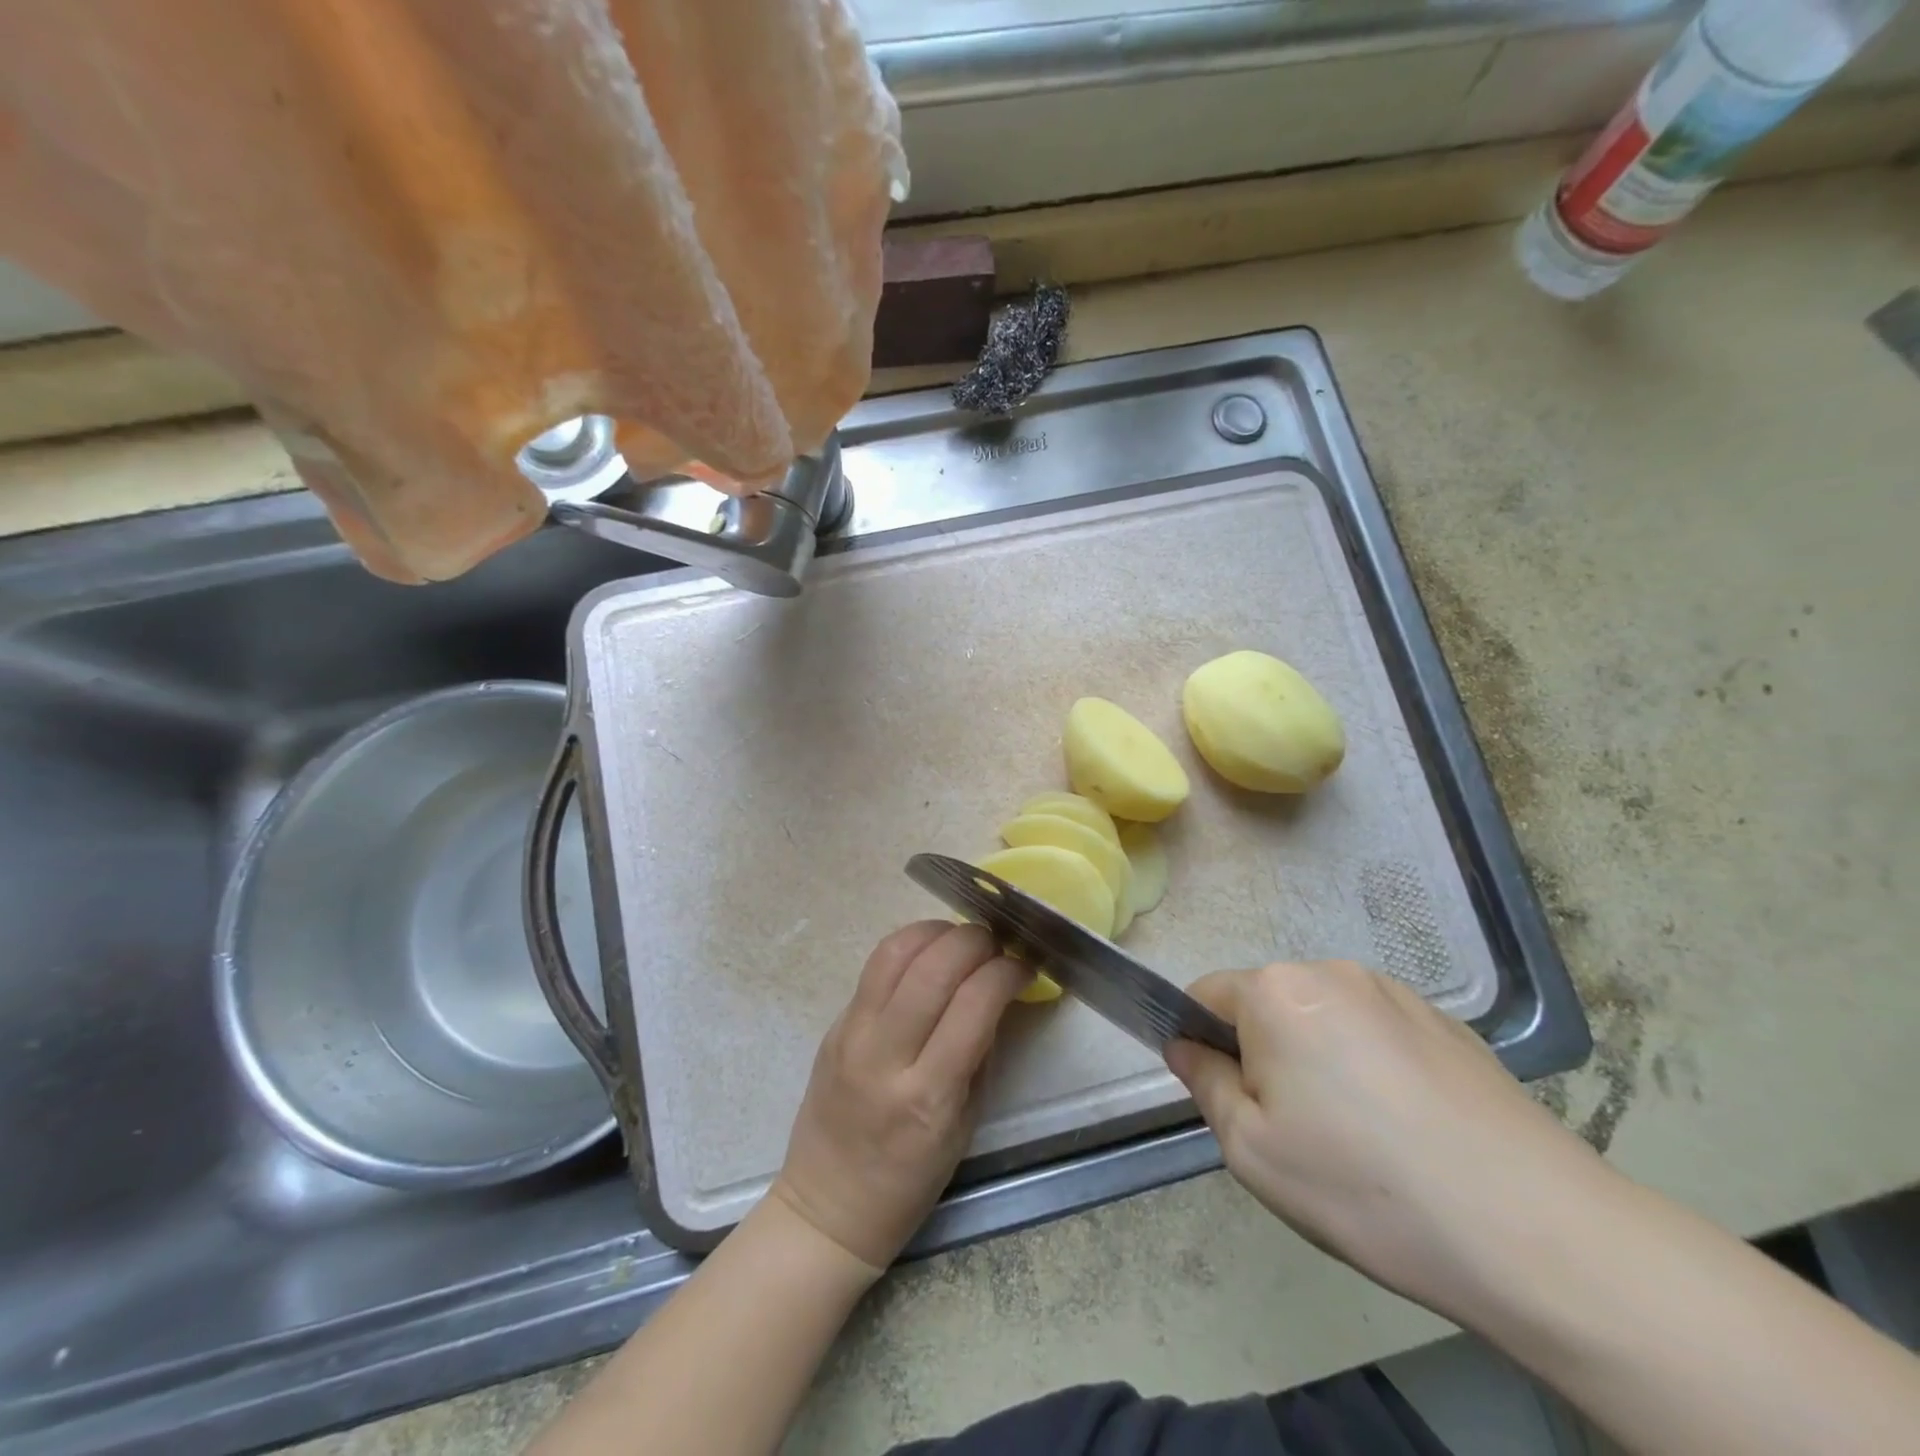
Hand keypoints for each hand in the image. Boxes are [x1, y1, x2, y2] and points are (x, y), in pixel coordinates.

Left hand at [772, 922, 1027, 1272]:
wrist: (828, 1204)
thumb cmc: (909, 1180)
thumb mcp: (965, 1123)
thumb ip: (981, 1051)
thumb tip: (998, 990)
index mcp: (928, 1095)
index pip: (975, 1005)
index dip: (1007, 972)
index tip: (1025, 966)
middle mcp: (885, 1055)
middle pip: (933, 967)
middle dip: (975, 941)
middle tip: (997, 945)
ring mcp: (852, 1034)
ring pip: (895, 952)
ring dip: (937, 931)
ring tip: (962, 939)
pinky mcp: (833, 1022)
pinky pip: (874, 966)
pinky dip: (909, 946)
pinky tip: (929, 953)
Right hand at [1165, 960, 1612, 1313]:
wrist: (1536, 1231)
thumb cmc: (1364, 1186)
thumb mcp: (1252, 1149)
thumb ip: (1203, 1083)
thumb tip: (1183, 1046)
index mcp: (1276, 991)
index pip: (1205, 996)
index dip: (1201, 1045)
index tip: (1229, 1101)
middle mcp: (1331, 972)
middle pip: (1267, 1006)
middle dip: (1263, 1055)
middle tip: (1293, 1132)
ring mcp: (1396, 993)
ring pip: (1323, 1019)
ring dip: (1318, 1060)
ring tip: (1357, 1138)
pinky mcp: (1448, 1022)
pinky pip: (1377, 1033)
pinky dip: (1370, 1068)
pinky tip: (1407, 1132)